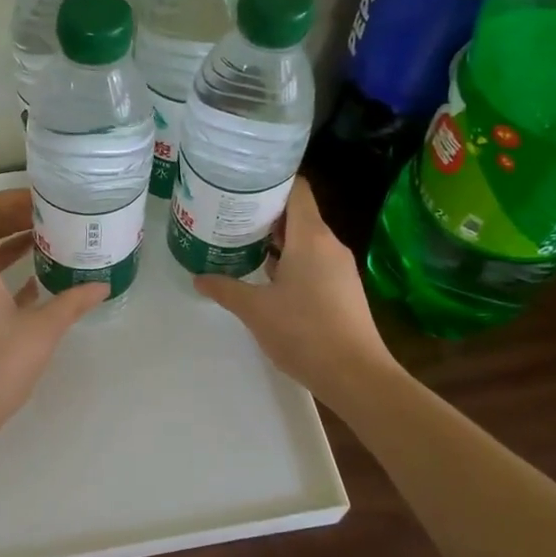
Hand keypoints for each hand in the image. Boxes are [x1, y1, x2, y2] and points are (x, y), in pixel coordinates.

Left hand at [0, 188, 106, 443]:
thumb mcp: (41, 332)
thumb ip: (71, 303)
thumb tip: (101, 285)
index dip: (13, 199)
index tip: (46, 202)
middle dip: (17, 219)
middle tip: (55, 219)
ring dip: (12, 245)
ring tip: (52, 244)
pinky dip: (5, 272)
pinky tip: (37, 283)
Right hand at [192, 177, 395, 403]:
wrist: (356, 375)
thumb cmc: (304, 332)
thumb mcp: (255, 310)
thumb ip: (225, 289)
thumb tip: (198, 277)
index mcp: (311, 237)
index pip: (297, 188)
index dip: (271, 180)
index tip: (241, 183)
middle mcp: (329, 244)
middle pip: (298, 213)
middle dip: (265, 212)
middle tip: (230, 214)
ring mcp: (340, 267)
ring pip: (305, 239)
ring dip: (276, 240)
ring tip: (242, 243)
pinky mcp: (343, 289)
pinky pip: (314, 261)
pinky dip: (290, 260)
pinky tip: (267, 277)